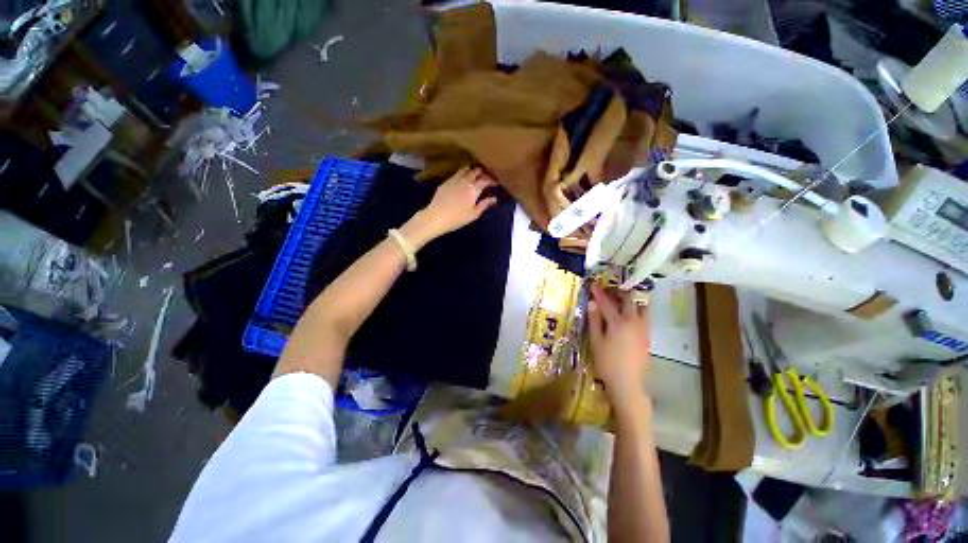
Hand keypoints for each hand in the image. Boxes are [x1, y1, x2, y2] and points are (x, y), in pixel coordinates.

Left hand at [403, 167, 497, 246]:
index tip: (496, 182)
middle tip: (487, 177)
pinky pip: (457, 173)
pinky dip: (463, 174)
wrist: (436, 217)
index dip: (492, 180)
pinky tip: (463, 179)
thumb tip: (494, 198)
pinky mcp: (446, 181)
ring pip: (465, 169)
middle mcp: (465, 180)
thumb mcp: (474, 214)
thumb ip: (484, 204)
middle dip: (483, 172)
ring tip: (475, 175)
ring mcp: (454, 179)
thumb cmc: (457, 218)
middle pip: (476, 170)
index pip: (486, 180)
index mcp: (474, 189)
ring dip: (472, 170)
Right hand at [588, 282, 651, 415]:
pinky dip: (636, 310)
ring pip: (641, 307)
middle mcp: (634, 321)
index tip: (593, 284)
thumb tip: (592, 304)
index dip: (599, 292)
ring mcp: (643, 329)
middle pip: (629, 300)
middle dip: (618, 292)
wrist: (628, 383)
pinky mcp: (648, 336)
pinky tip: (628, 316)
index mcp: (618, 322)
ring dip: (631, 300)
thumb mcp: (595, 341)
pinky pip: (644, 317)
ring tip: (620, 301)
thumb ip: (594, 321)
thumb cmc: (607, 362)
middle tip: (609, 291)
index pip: (607, 302)